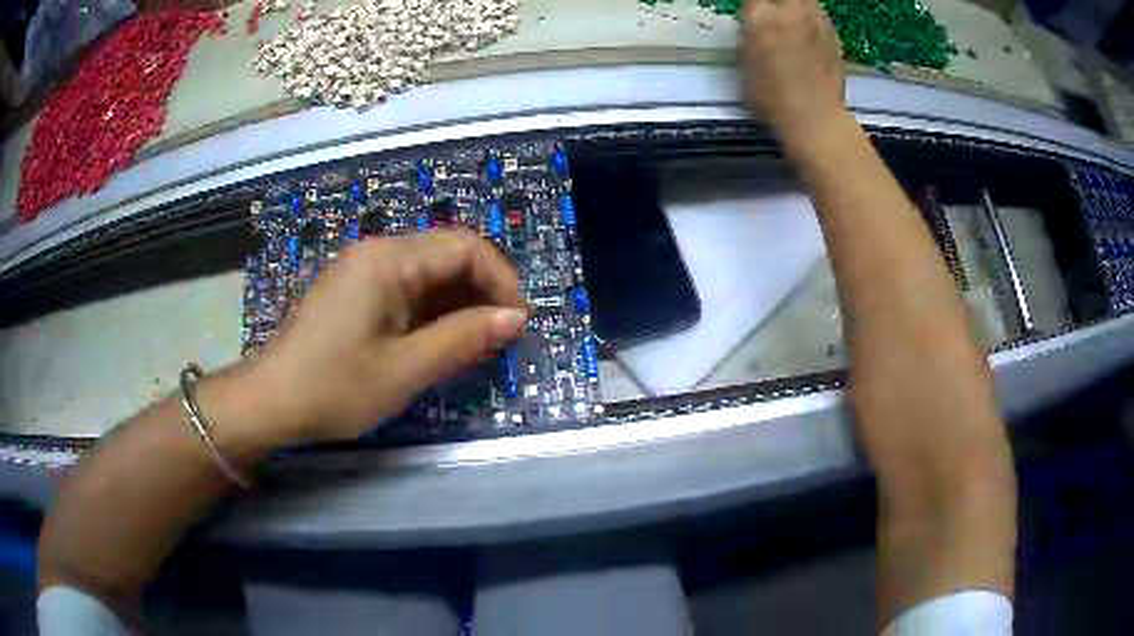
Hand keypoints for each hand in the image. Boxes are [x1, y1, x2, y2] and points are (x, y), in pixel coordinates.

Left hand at [243, 230, 526, 443]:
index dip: (500, 280)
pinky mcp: (355, 291)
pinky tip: (438, 342)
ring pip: (428, 273)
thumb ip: (462, 339)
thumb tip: (515, 318)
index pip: (464, 247)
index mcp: (387, 259)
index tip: (517, 323)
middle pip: (447, 254)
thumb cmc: (334, 387)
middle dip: (481, 292)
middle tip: (499, 339)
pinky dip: (431, 312)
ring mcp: (362, 270)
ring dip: (457, 305)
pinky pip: (405, 289)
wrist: (271, 401)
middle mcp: (376, 252)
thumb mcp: (404, 370)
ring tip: (474, 346)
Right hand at [740, 0, 845, 147]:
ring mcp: (816, 20)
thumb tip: (752, 26)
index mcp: (760, 14)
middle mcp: (790, 9)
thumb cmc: (772, 97)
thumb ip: (749, 35)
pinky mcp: (834, 35)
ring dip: (797, 6)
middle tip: (771, 14)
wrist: (814, 118)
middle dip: (775, 4)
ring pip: (805, 1)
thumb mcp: (743, 62)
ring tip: (792, 19)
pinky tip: (809, 34)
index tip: (753, 15)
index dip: (753, 9)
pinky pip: (819, 16)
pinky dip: (813, 20)